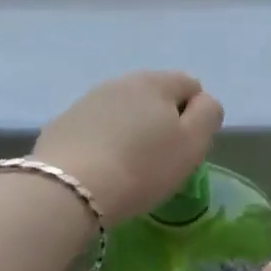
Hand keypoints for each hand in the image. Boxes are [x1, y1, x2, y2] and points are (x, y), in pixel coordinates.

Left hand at [33, 71, 222, 223]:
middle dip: (160, 121)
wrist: (69, 189)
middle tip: (158, 159)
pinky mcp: (63, 124)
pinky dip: (102, 142)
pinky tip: (100, 168)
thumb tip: (202, 101)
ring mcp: (87, 101)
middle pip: (154, 96)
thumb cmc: (142, 168)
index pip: (191, 86)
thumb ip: (208, 114)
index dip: (195, 116)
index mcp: (157, 82)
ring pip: (122, 111)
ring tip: (127, 166)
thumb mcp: (193, 144)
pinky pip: (95, 128)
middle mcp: (121, 81)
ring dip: (130, 130)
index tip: (184, 148)